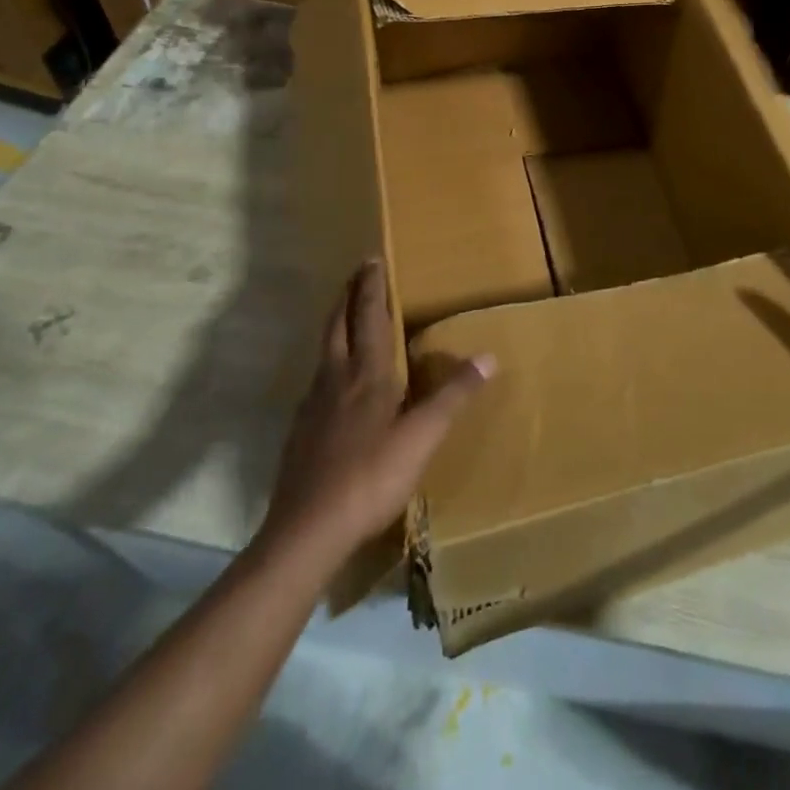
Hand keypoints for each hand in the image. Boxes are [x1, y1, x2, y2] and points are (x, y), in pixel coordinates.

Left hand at [264, 261, 493, 553]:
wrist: (307, 530)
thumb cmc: (370, 476)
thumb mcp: (422, 437)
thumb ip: (453, 395)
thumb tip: (488, 355)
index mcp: (367, 374)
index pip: (369, 317)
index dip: (371, 287)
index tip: (371, 259)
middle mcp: (336, 378)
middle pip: (337, 325)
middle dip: (347, 295)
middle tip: (356, 274)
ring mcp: (313, 404)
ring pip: (324, 350)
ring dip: (335, 324)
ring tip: (346, 316)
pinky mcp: (301, 430)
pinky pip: (317, 380)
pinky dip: (328, 362)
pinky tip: (334, 382)